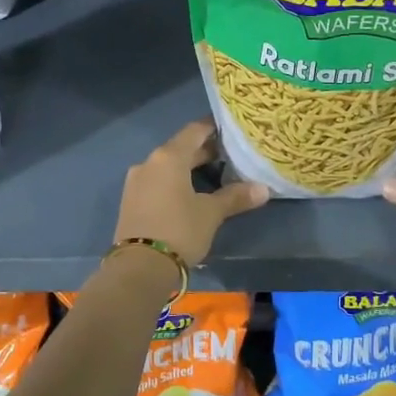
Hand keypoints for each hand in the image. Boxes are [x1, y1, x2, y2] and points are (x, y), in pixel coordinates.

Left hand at [115, 121, 267, 266]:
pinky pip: (157, 181)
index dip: (213, 128)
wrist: (139, 268)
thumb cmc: (179, 231)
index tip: (231, 129)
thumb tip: (264, 189)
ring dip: (189, 167)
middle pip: (180, 148)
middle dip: (204, 151)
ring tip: (215, 174)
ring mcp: (136, 181)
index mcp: (169, 157)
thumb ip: (235, 197)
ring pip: (168, 166)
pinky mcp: (131, 200)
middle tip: (230, 154)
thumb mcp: (211, 214)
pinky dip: (174, 181)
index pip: (194, 131)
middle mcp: (149, 162)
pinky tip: (190, 193)